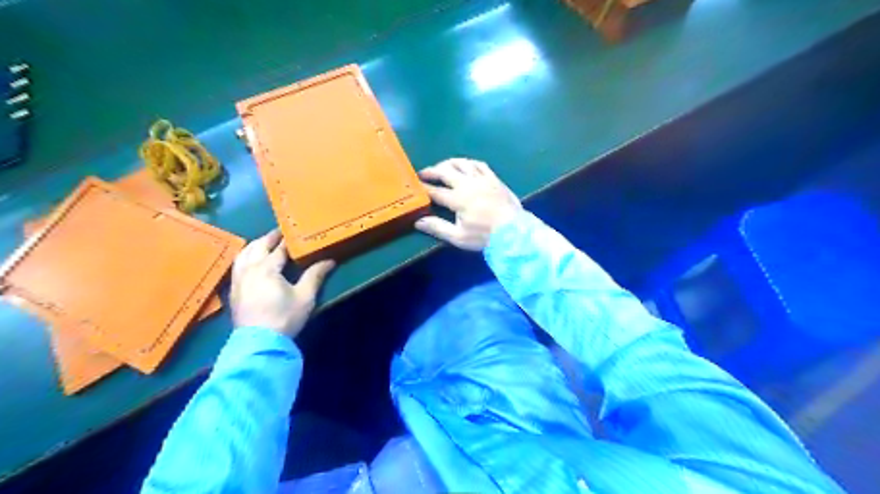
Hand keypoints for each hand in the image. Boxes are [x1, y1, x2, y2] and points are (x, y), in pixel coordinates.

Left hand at [230, 230, 332, 337]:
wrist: (259, 343)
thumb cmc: (284, 317)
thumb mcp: (305, 297)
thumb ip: (315, 276)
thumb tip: (329, 261)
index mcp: (267, 268)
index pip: (279, 248)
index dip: (288, 239)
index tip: (295, 231)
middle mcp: (249, 269)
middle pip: (258, 247)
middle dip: (269, 238)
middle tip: (280, 232)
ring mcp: (238, 280)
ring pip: (243, 254)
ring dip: (255, 245)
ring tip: (265, 243)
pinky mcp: (234, 291)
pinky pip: (237, 266)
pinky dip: (245, 257)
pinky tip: (250, 261)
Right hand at [415, 158, 521, 249]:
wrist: (514, 232)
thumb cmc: (485, 237)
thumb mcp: (459, 237)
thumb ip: (438, 227)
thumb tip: (418, 221)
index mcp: (458, 199)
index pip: (435, 191)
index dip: (423, 187)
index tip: (414, 185)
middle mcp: (468, 184)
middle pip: (446, 171)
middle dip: (432, 171)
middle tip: (423, 173)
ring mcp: (482, 179)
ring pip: (462, 163)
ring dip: (449, 163)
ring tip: (442, 167)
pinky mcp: (494, 178)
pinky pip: (479, 164)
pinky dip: (469, 162)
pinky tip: (465, 165)